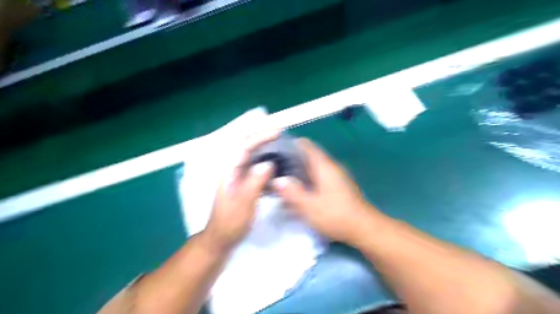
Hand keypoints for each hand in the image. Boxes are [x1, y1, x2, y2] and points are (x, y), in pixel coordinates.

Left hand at [203, 128, 277, 251]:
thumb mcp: (244, 202)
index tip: (277, 133)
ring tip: (281, 146)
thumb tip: (269, 163)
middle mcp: (233, 169)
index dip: (260, 137)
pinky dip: (267, 162)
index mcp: (229, 170)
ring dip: (265, 148)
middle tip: (279, 133)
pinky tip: (277, 166)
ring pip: (252, 156)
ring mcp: (239, 176)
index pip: (244, 146)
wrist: (222, 237)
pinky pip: (256, 168)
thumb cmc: (230, 221)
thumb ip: (254, 181)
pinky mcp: (244, 183)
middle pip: (246, 145)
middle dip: (261, 136)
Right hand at [272, 138, 385, 243]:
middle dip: (293, 159)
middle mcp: (332, 167)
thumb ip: (292, 192)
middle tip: (276, 165)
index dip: (292, 144)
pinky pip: (320, 176)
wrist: (364, 228)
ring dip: (301, 169)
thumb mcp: (309, 206)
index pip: (307, 146)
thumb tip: (278, 180)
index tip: (277, 149)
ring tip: (284, 176)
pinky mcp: (339, 186)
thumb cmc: (335, 215)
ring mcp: (337, 176)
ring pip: (315, 167)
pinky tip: (300, 188)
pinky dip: (309, 178)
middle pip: (310, 156)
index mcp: (324, 166)